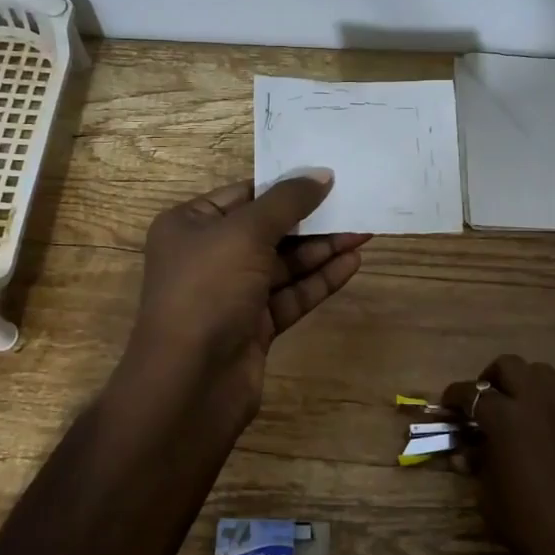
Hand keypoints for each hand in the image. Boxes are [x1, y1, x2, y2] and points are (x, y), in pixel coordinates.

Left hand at [124, 172, 368, 431]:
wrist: (190, 381)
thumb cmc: (208, 289)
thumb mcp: (245, 233)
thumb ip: (287, 201)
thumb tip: (321, 174)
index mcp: (190, 225)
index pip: (243, 194)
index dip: (284, 185)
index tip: (326, 176)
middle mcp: (208, 256)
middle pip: (267, 229)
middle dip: (310, 219)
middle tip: (354, 203)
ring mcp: (231, 294)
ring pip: (283, 264)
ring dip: (321, 249)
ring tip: (364, 231)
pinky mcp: (253, 326)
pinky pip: (290, 295)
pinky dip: (319, 280)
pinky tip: (352, 263)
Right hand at [443, 356, 554, 554]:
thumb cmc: (531, 525)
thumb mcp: (489, 497)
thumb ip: (477, 463)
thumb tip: (467, 451)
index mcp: (507, 418)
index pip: (472, 393)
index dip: (454, 396)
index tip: (448, 405)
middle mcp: (539, 402)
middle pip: (509, 366)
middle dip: (491, 378)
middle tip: (485, 401)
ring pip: (542, 374)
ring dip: (524, 384)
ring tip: (518, 409)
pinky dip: (550, 404)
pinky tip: (546, 430)